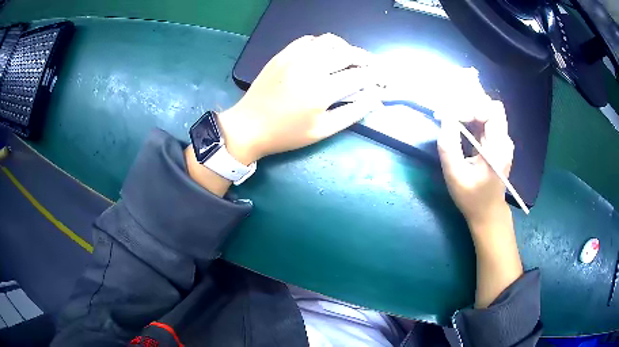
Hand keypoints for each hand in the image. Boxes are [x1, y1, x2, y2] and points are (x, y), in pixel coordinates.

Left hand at [186, 34, 379, 195]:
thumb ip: (352, 113)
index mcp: (322, 91)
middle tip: (372, 67)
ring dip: (345, 47)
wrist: (249, 126)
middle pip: (348, 53)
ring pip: (329, 41)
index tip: (384, 80)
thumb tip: (374, 99)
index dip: (377, 77)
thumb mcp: (322, 131)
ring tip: (349, 58)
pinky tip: (324, 54)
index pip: (360, 76)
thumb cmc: (286, 134)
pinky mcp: (282, 54)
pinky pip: (308, 40)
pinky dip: (322, 44)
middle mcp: (311, 67)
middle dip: (366, 59)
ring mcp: (294, 57)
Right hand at [438, 100, 522, 308]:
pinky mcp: (497, 142)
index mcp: (498, 148)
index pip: (490, 111)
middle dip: (469, 105)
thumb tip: (445, 117)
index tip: (450, 117)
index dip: (470, 107)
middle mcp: (504, 140)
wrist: (488, 213)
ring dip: (470, 109)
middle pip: (490, 106)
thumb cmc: (471, 198)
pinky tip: (460, 125)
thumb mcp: (455, 175)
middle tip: (450, 114)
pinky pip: (486, 120)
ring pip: (488, 110)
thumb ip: (449, 145)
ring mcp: (502, 140)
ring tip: (452, 118)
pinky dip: (472, 117)